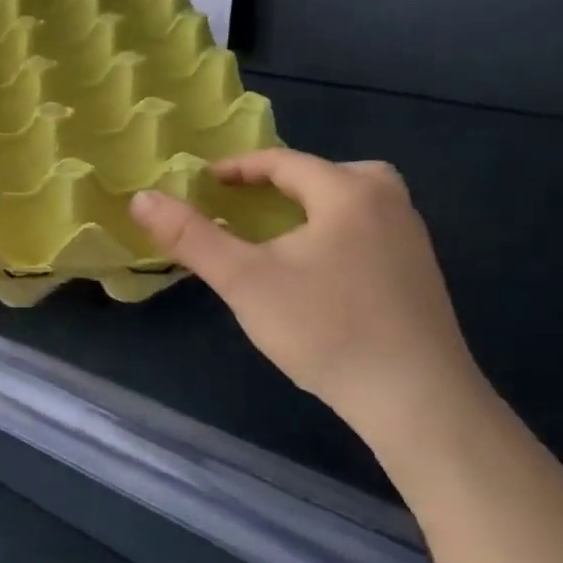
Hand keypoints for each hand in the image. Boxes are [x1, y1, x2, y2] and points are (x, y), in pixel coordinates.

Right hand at [129, 149, 489, 438]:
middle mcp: (388, 203)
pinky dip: (336, 230)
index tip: (204, 182)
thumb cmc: (324, 329)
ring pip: (354, 201)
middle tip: (247, 203)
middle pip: (328, 173)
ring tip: (280, 231)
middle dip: (283, 182)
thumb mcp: (244, 280)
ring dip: (313, 205)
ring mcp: (412, 239)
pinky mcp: (421, 274)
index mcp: (348, 192)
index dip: (239, 168)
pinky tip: (319, 269)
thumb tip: (141, 198)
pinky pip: (370, 229)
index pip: (284, 162)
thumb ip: (190, 236)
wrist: (417, 400)